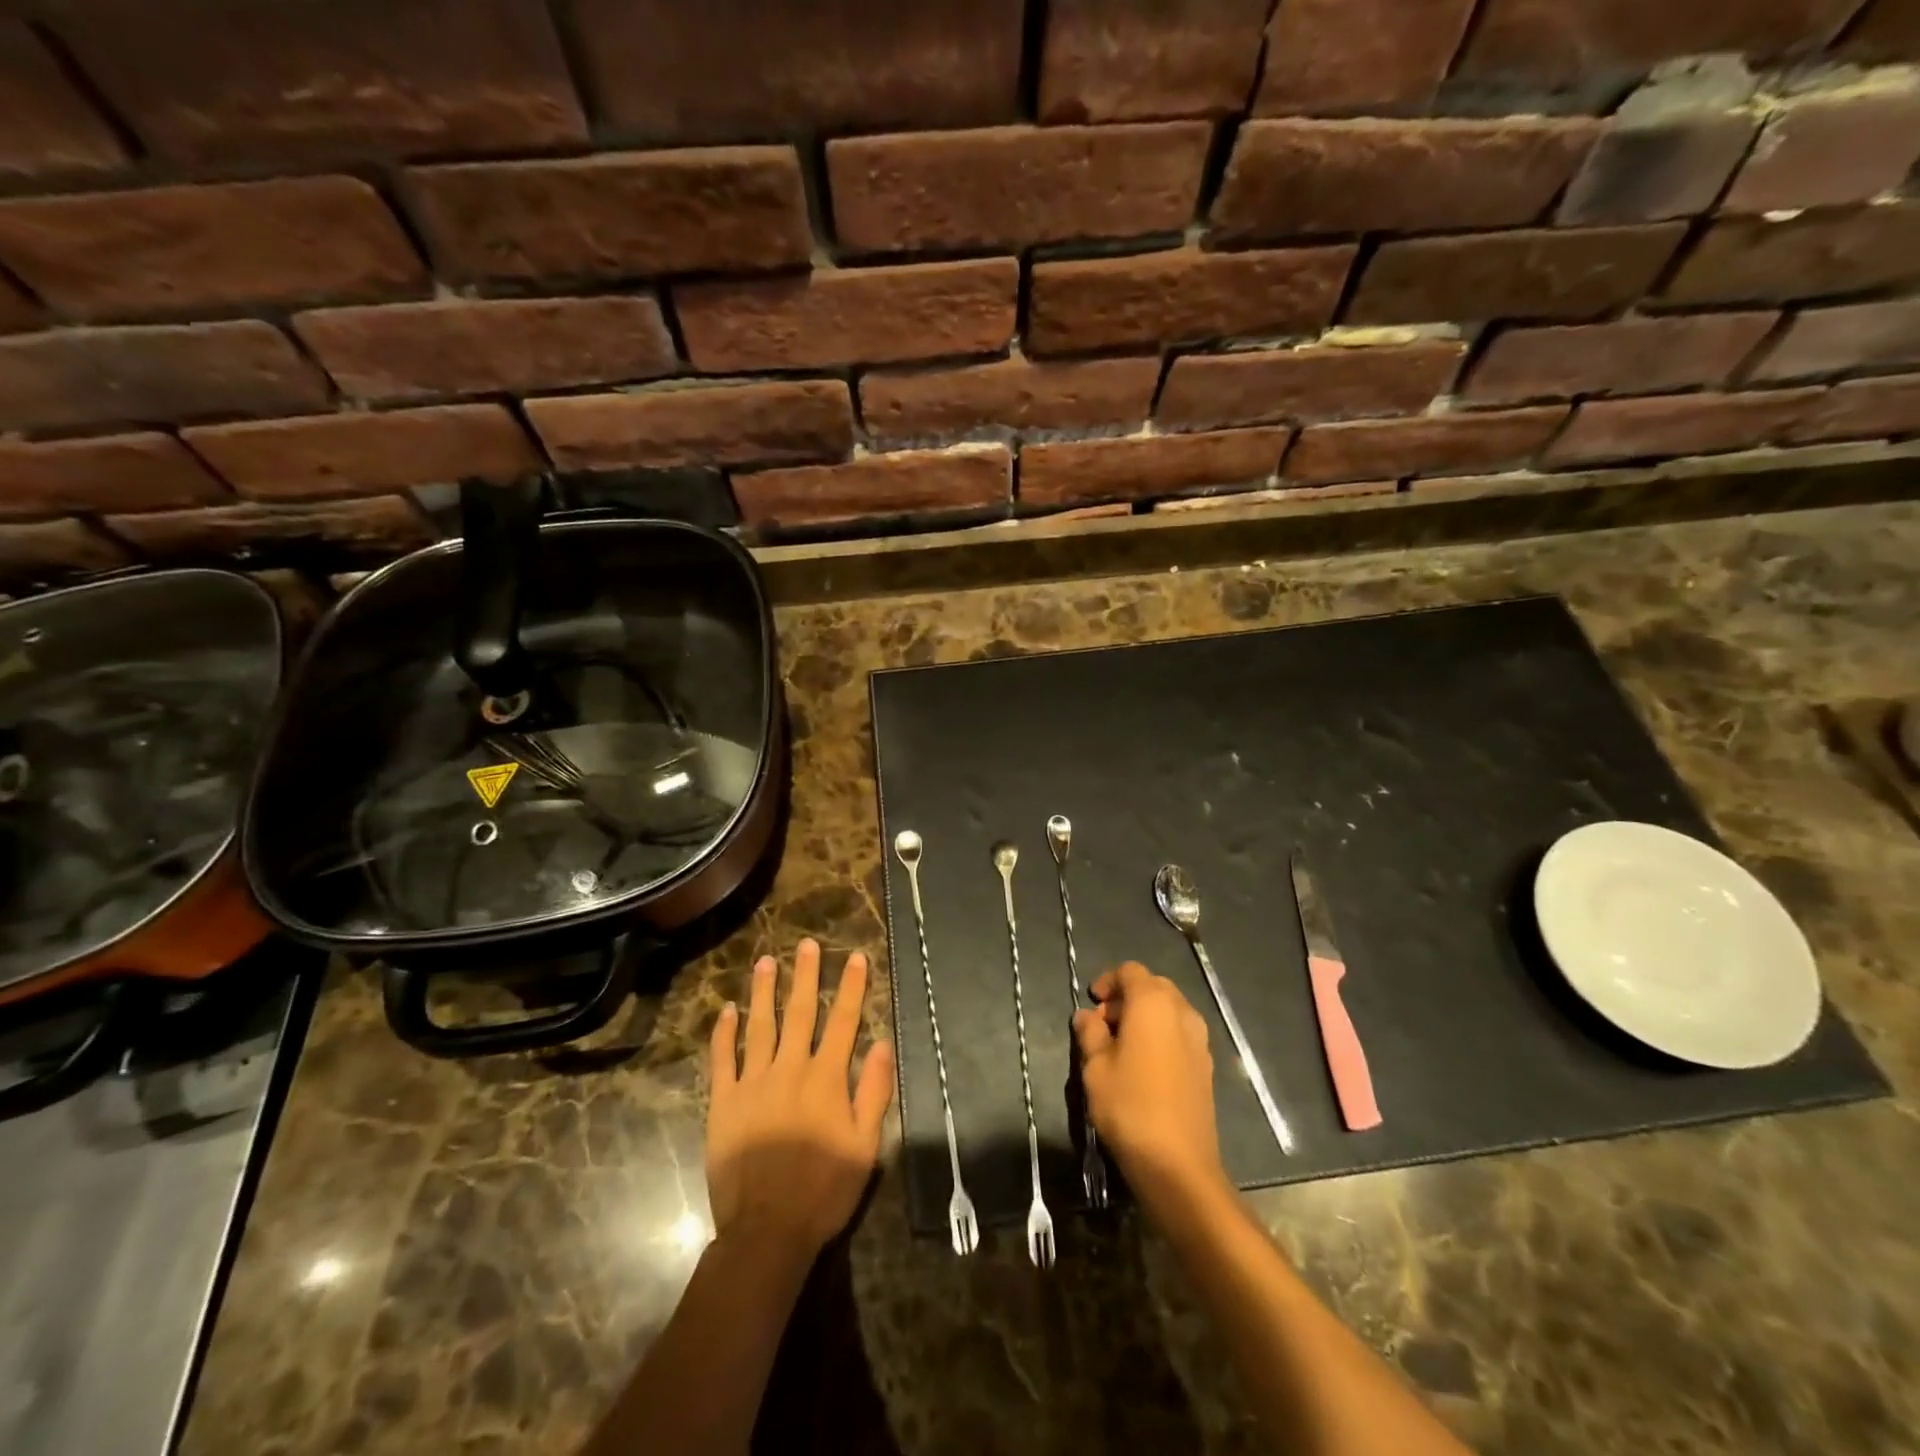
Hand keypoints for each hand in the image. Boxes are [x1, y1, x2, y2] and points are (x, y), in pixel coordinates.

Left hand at [706, 939, 894, 1260]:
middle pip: (800, 1013)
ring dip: (764, 992)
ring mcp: (753, 1083)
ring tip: (766, 962)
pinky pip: (722, 1059)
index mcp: (826, 1078)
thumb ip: (875, 1091)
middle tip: (806, 944)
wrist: (766, 1231)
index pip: (843, 1021)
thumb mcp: (865, 1145)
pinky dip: (724, 1033)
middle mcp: (790, 1069)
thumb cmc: (824, 1190)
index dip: (851, 987)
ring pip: (759, 1026)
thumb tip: (884, 1043)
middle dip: (806, 976)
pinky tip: (727, 1011)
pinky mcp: (724, 1102)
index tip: (856, 957)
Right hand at [1073, 961, 1226, 1202]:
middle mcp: (1182, 1012)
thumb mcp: (1095, 1067)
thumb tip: (1087, 1016)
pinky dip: (1160, 1034)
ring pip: (1169, 1010)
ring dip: (1144, 1016)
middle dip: (1126, 997)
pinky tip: (1143, 1065)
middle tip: (1103, 1024)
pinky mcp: (1206, 1065)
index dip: (1108, 981)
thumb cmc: (1130, 1106)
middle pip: (1153, 986)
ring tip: (1120, 1046)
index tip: (1092, 1004)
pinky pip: (1180, 1033)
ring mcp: (1199, 1039)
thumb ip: (1090, 1033)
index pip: (1130, 971)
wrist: (1179, 1165)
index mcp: (1153, 1003)